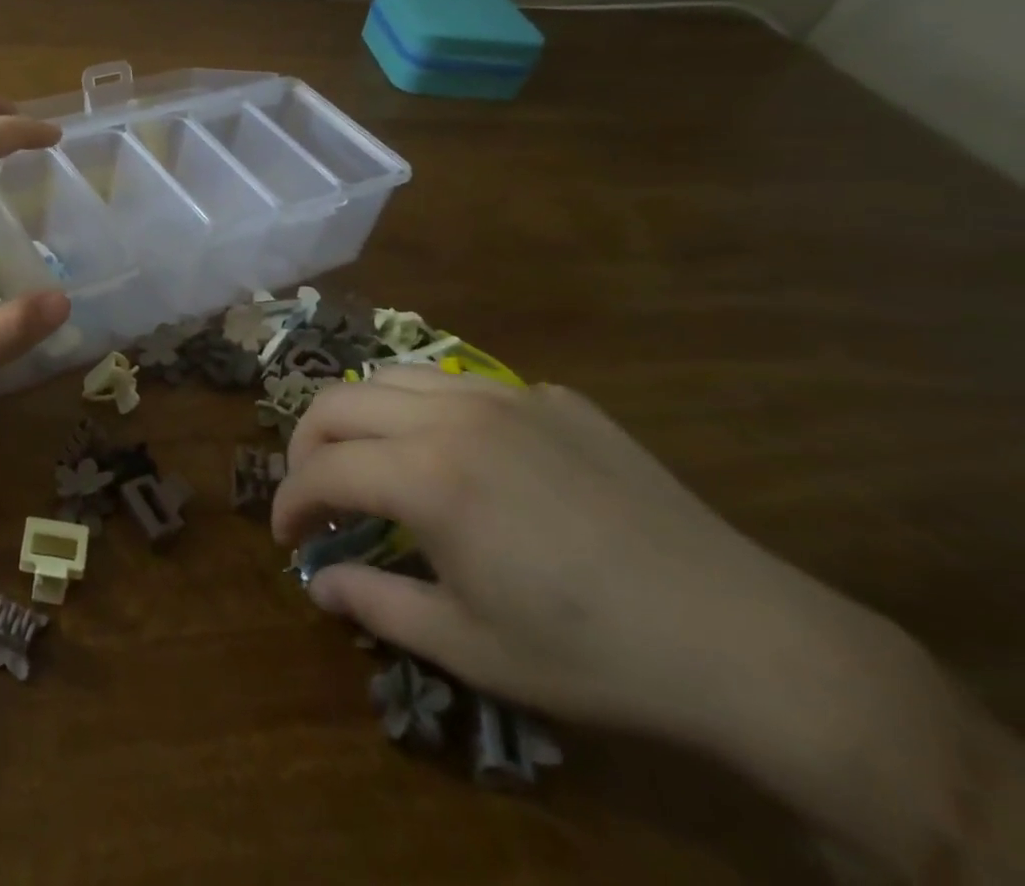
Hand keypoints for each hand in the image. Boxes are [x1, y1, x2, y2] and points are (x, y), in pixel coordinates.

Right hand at [271, 370, 902, 752]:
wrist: (743, 639)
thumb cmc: (591, 653)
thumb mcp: (469, 647)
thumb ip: (375, 604)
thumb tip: (319, 583)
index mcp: (426, 475)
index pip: (321, 470)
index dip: (289, 502)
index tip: (287, 536)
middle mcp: (453, 414)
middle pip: (339, 401)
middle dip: (307, 445)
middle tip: (315, 493)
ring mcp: (506, 395)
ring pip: (393, 376)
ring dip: (361, 416)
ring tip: (371, 461)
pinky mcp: (552, 397)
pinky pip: (462, 385)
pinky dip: (429, 412)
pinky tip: (461, 459)